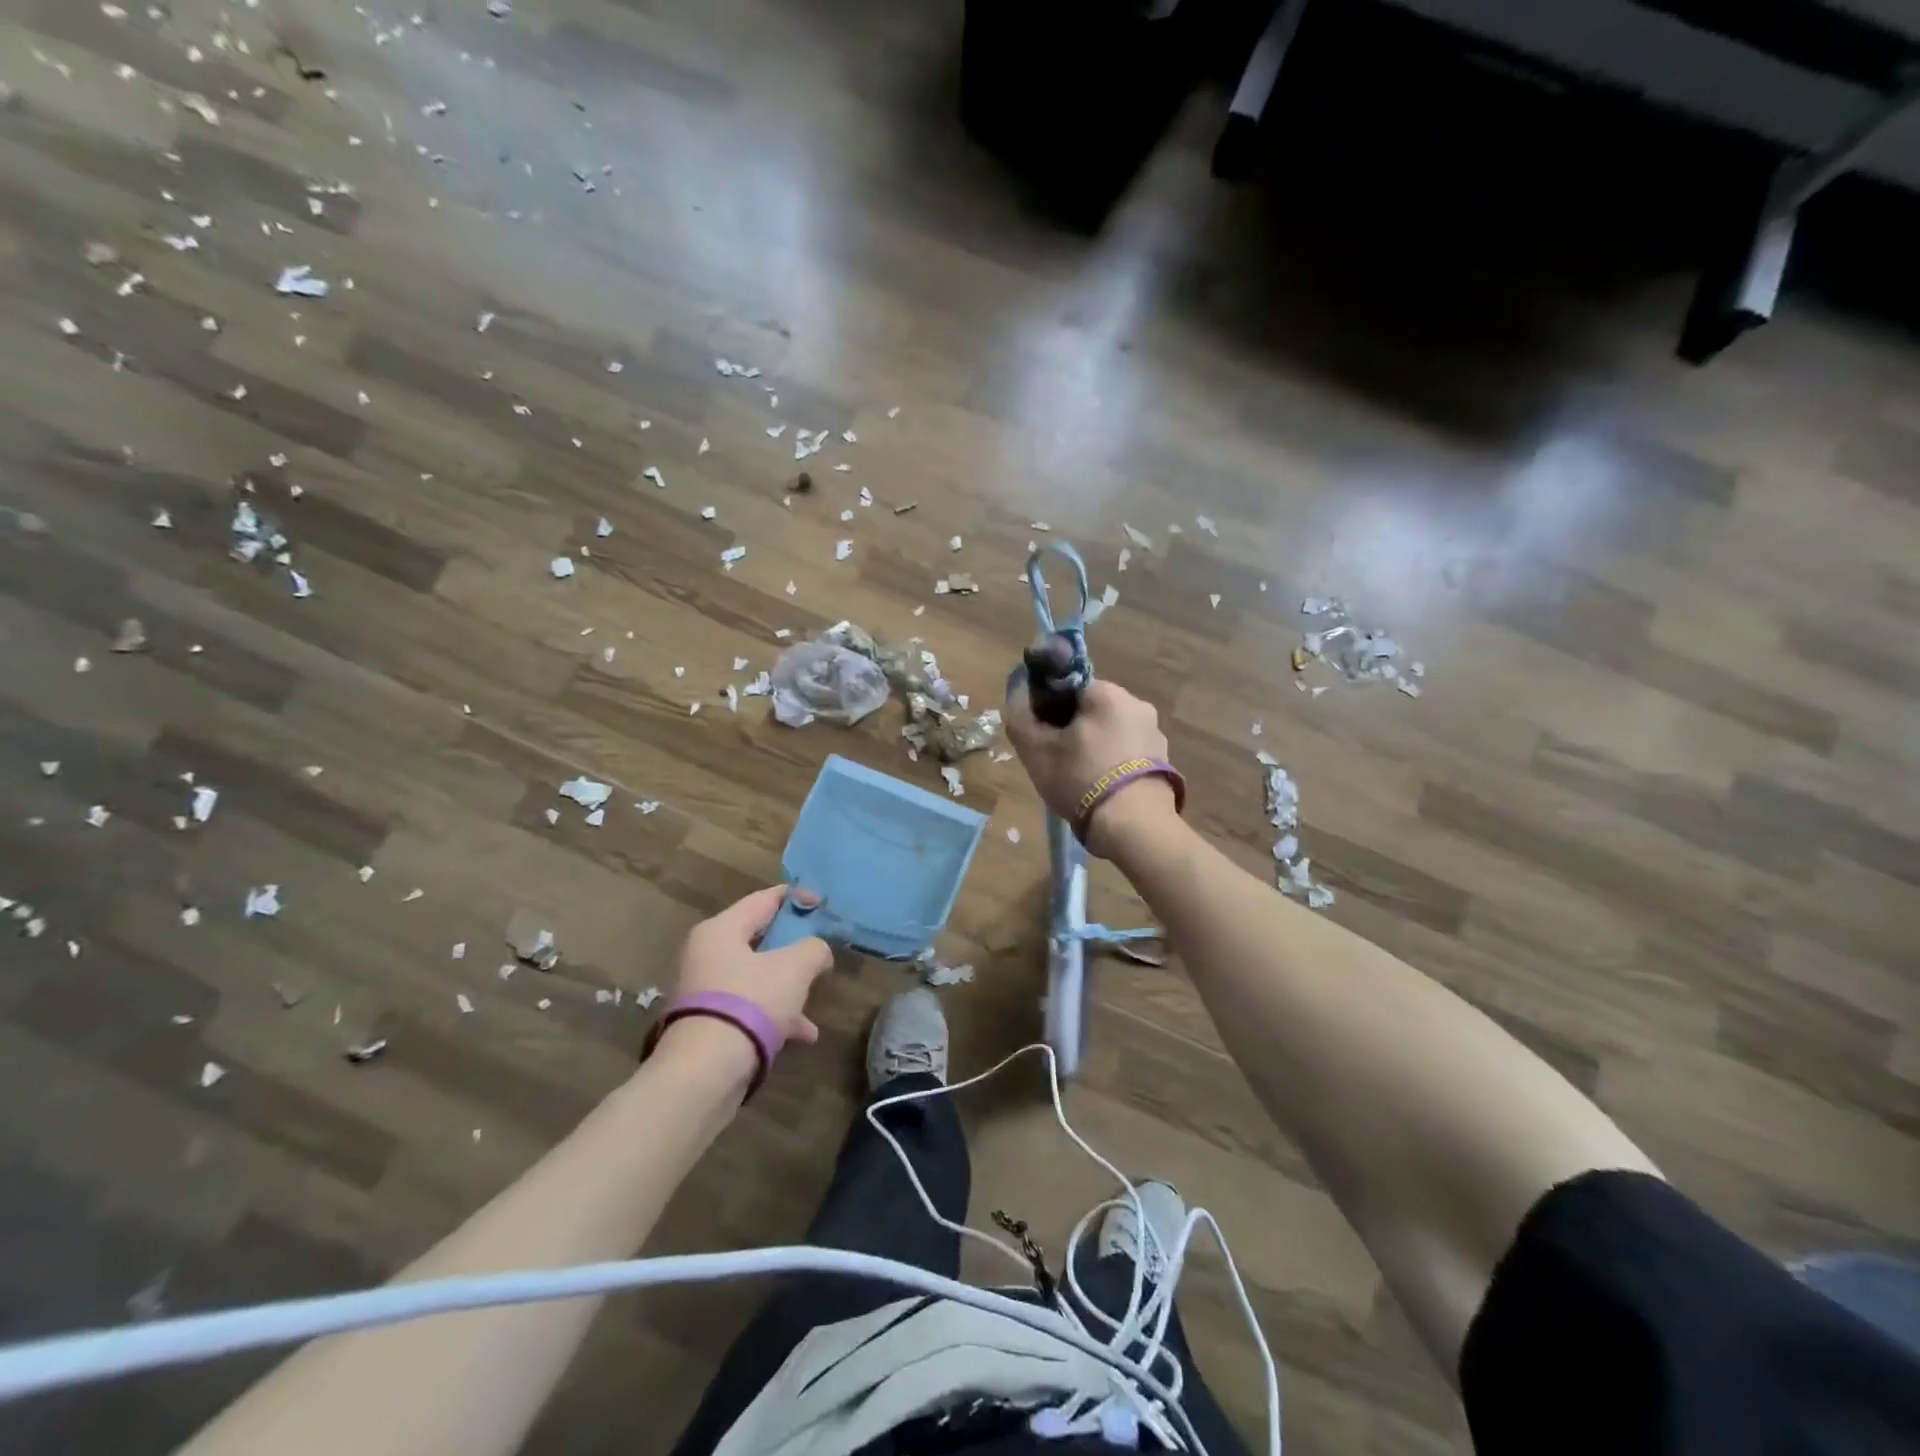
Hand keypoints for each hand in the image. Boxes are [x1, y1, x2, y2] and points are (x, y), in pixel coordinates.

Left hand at [667, 885, 833, 1054]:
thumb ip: (814, 949)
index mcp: (721, 930)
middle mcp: (707, 954)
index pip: (763, 899)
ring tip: (815, 1002)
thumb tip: (818, 951)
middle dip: (794, 947)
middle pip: (760, 939)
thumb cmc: (751, 1002)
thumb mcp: (795, 968)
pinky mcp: (710, 1024)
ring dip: (789, 987)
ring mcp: (706, 991)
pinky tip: (803, 1035)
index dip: (797, 898)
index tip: (823, 905)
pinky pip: (750, 1008)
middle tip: (820, 952)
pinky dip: (776, 1015)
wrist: (706, 1071)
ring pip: (757, 977)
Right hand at [1005, 679, 1175, 856]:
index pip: (1069, 687)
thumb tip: (1018, 693)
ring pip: (1112, 733)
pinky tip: (1101, 790)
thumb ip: (1020, 717)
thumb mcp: (1035, 750)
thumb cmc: (1080, 778)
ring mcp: (1155, 734)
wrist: (1133, 825)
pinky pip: (1129, 755)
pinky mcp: (1164, 762)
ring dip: (1095, 748)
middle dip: (1073, 730)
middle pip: (1093, 710)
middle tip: (1056, 760)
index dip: (1049, 708)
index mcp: (1107, 693)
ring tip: (1079, 780)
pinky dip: (1113, 765)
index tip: (1041, 734)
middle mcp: (1138, 705)